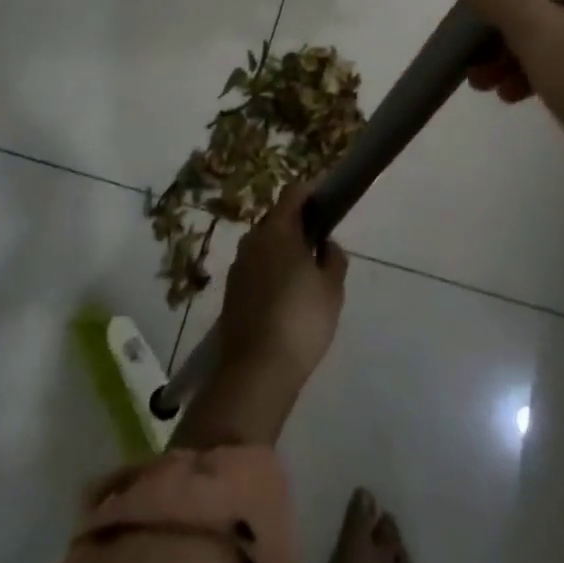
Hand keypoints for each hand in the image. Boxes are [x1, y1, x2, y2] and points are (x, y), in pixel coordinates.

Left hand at [174, 181, 347, 449]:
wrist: (256, 369)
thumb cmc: (301, 320)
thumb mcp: (332, 289)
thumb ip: (333, 258)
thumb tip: (326, 244)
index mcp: (278, 230)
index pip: (293, 193)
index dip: (311, 193)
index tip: (328, 204)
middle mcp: (253, 240)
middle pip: (277, 219)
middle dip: (298, 225)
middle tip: (321, 246)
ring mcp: (238, 266)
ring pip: (265, 245)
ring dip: (283, 251)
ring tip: (305, 276)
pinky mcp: (231, 291)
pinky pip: (255, 268)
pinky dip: (270, 272)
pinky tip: (285, 299)